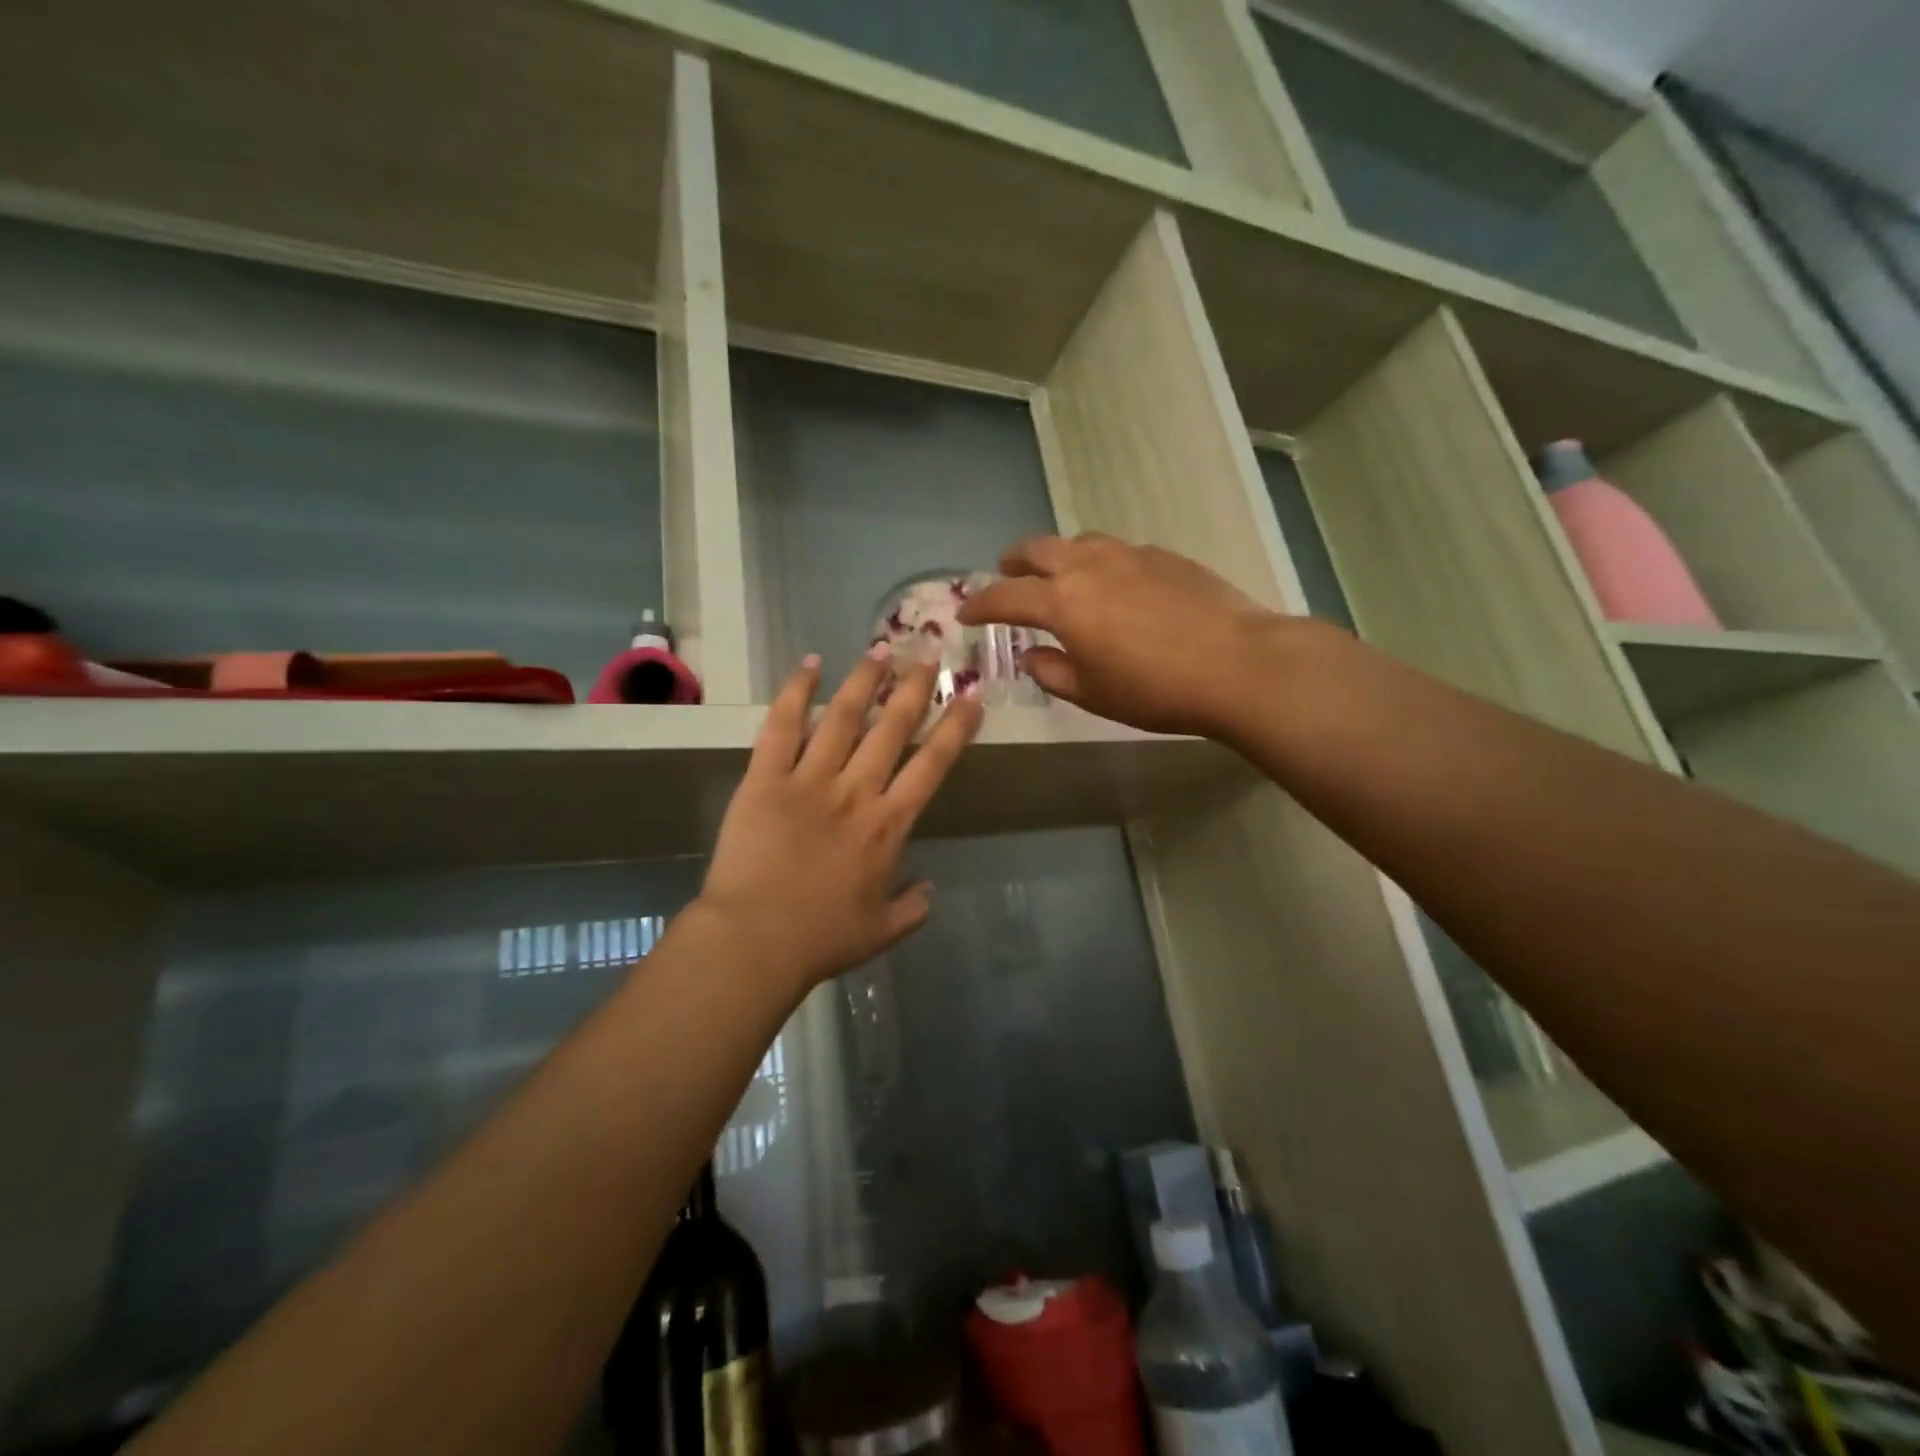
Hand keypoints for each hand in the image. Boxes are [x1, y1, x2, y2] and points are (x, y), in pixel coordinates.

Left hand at [695, 653, 982, 993]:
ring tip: (881, 649)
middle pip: (893, 728)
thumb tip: (929, 887)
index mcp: (888, 825)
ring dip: (866, 680)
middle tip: (928, 655)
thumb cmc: (821, 940)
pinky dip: (796, 692)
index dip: (955, 728)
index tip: (971, 697)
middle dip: (915, 688)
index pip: (931, 764)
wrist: (754, 942)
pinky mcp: (765, 779)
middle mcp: (856, 791)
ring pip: (844, 717)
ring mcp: (809, 780)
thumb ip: (913, 907)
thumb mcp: (882, 931)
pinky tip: (811, 664)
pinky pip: (783, 726)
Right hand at [958, 533, 1283, 738]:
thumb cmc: (1155, 689)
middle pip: (1037, 549)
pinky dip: (1098, 562)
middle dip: (1013, 563)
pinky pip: (1116, 550)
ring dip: (1057, 556)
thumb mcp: (1092, 693)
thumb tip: (1031, 655)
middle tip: (1006, 575)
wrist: (1238, 664)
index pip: (1005, 597)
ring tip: (1059, 576)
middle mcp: (1089, 566)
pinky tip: (1114, 585)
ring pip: (1078, 541)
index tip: (966, 613)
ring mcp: (1129, 554)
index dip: (980, 605)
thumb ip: (1052, 672)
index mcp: (1063, 602)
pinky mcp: (1164, 555)